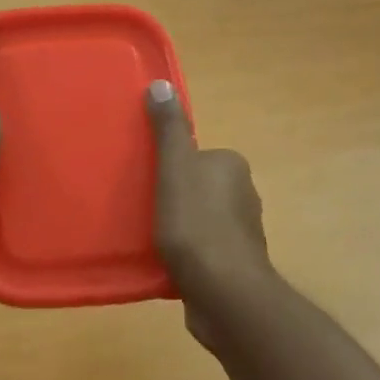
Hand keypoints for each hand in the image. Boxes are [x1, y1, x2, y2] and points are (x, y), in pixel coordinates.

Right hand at [146, 80, 273, 346]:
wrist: (224, 293)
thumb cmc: (197, 225)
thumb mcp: (176, 169)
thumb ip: (169, 130)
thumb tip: (162, 85)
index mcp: (232, 167)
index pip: (193, 156)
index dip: (167, 166)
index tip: (143, 180)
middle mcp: (243, 195)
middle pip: (194, 187)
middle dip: (169, 197)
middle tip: (136, 209)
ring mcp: (240, 234)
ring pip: (197, 220)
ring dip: (175, 228)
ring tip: (144, 238)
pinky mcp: (232, 266)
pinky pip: (199, 251)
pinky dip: (182, 255)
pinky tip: (161, 264)